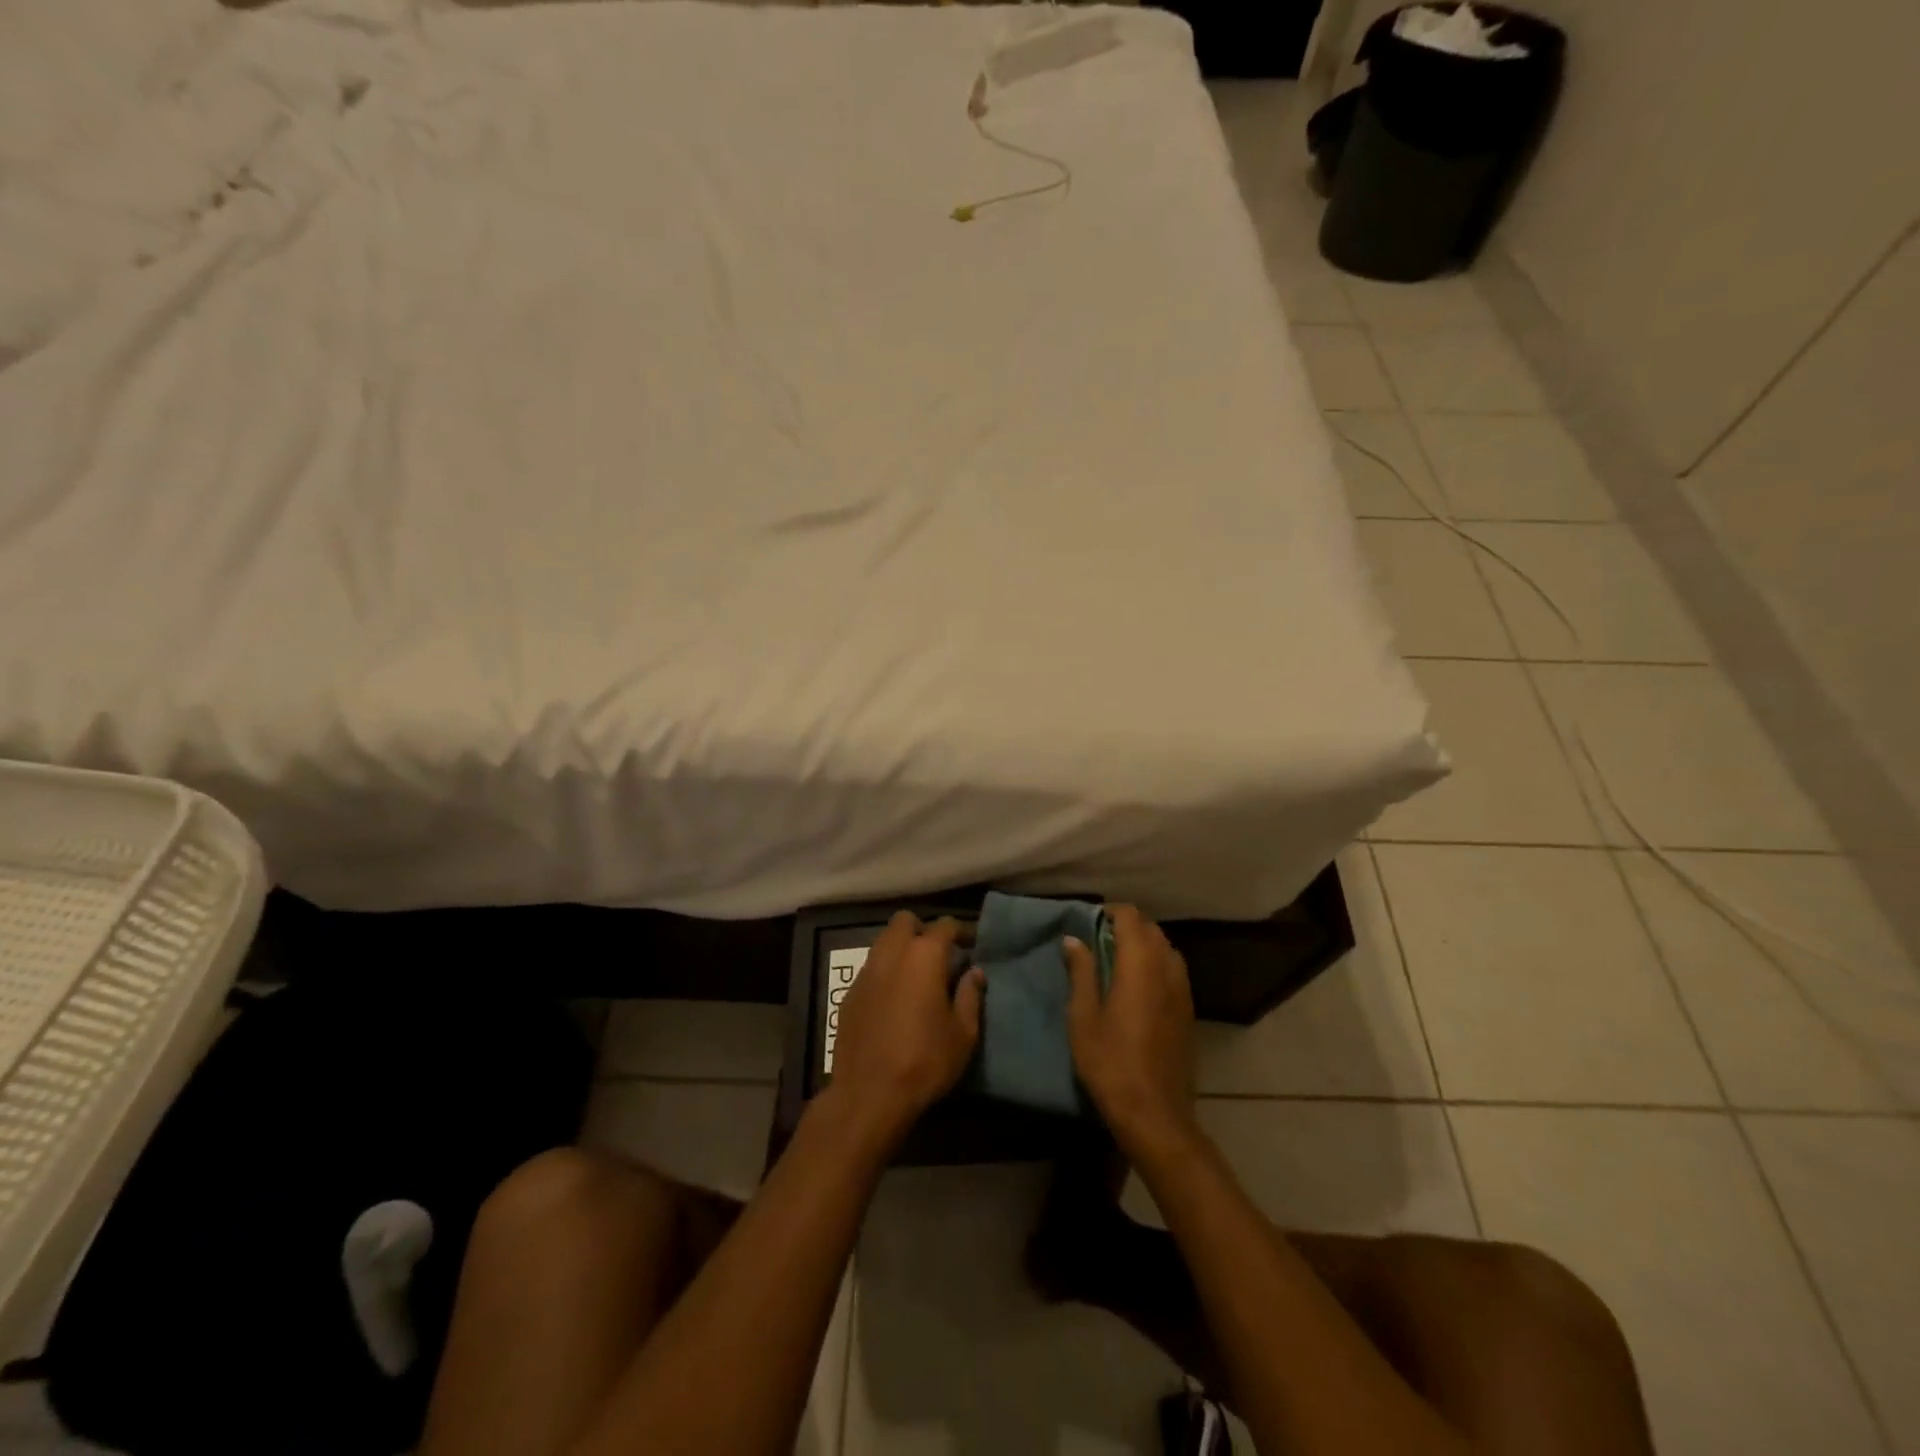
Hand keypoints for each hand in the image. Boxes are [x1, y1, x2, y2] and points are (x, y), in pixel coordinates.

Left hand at [824, 913, 984, 1147]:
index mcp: (924, 955)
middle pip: (905, 921)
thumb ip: (971, 995)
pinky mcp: (849, 993)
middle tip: (939, 954)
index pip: (945, 925)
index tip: (973, 944)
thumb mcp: (963, 1033)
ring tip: (917, 975)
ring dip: (901, 949)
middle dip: (923, 930)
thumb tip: (974, 972)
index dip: (962, 931)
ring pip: (884, 941)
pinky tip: (894, 998)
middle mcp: (892, 953)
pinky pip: (870, 968)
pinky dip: (885, 972)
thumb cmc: (925, 1061)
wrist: (869, 1094)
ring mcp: (866, 971)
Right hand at [1065, 905, 1196, 1152]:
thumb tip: (1073, 939)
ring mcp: (1183, 989)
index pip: (1131, 917)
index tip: (1088, 922)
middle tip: (1097, 940)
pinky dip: (1156, 964)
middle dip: (1126, 926)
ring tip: (1116, 961)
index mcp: (1140, 964)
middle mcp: (1167, 968)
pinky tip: (1137, 986)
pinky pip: (1173, 970)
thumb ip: (1081, 972)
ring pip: (1166, 949)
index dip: (1110, 912)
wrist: (1154, 1113)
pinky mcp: (1188, 1010)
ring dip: (1143, 945)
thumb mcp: (1083, 1016)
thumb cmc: (1110, 1062)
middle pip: (1151, 929)